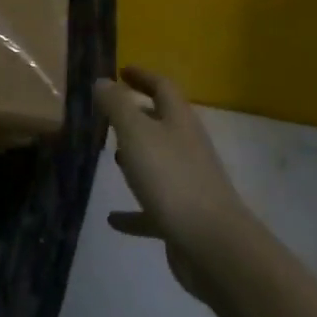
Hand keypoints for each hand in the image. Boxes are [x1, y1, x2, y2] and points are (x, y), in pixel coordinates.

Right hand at [97, 67, 252, 297]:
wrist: (213, 245)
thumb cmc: (171, 178)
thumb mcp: (136, 133)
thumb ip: (117, 105)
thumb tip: (103, 81)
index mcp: (179, 121)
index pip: (162, 87)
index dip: (142, 76)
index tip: (120, 71)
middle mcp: (186, 147)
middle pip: (162, 123)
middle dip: (137, 116)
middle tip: (109, 115)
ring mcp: (188, 183)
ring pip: (158, 162)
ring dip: (137, 158)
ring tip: (111, 158)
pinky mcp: (183, 218)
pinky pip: (153, 207)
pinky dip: (134, 209)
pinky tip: (113, 219)